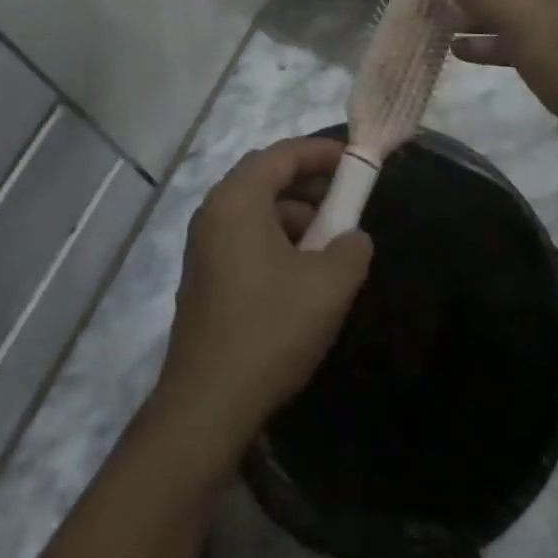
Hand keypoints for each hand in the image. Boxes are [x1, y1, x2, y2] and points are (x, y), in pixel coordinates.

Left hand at [154, 136, 372, 453]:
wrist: (206, 405)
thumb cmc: (269, 329)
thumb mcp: (327, 286)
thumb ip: (351, 249)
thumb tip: (354, 237)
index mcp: (238, 198)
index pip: (283, 154)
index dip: (321, 152)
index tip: (355, 160)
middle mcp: (214, 209)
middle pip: (266, 177)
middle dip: (309, 183)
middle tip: (345, 199)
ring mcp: (204, 243)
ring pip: (256, 210)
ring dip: (295, 216)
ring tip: (329, 244)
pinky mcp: (203, 275)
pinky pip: (245, 237)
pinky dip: (276, 240)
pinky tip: (301, 274)